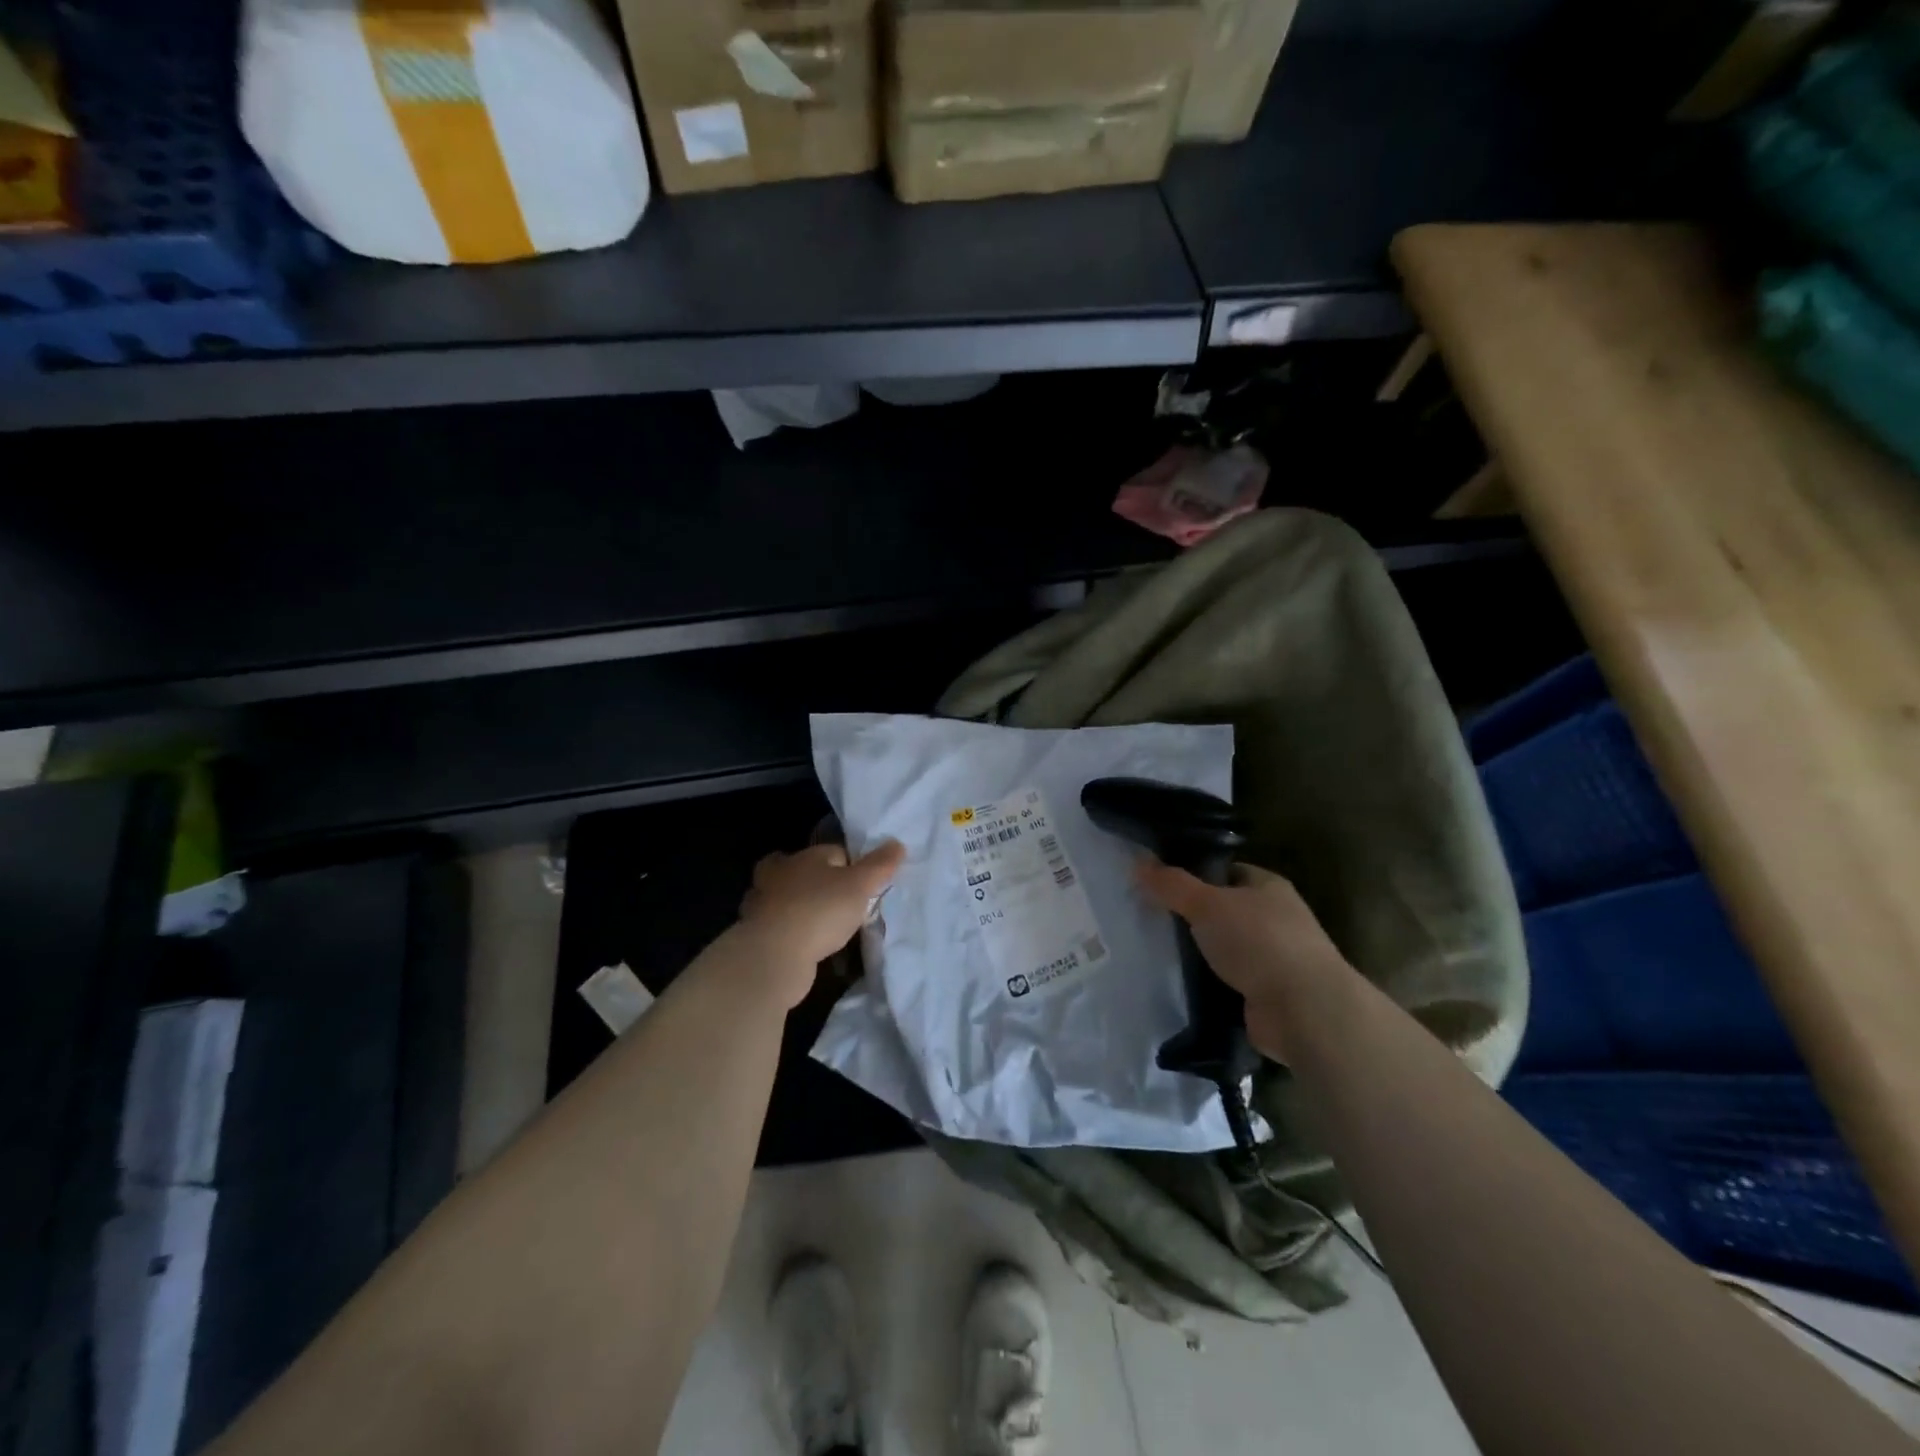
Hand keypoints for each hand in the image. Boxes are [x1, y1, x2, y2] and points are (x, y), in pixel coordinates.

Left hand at [736, 841, 906, 1005]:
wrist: (774, 956)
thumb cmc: (820, 910)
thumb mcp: (859, 885)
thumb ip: (879, 865)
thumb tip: (897, 843)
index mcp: (803, 856)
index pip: (834, 852)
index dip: (852, 867)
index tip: (866, 887)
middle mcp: (778, 875)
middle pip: (803, 872)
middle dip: (819, 884)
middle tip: (841, 902)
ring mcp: (763, 906)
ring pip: (789, 901)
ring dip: (803, 910)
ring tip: (827, 928)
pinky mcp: (757, 935)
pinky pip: (782, 928)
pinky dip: (794, 934)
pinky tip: (810, 947)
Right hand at [1134, 858, 1351, 1061]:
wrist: (1304, 1011)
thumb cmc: (1259, 942)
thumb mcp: (1207, 904)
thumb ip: (1172, 885)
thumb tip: (1137, 863)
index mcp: (1268, 886)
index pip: (1225, 871)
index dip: (1194, 874)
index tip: (1159, 884)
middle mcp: (1275, 918)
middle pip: (1223, 910)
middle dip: (1192, 916)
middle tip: (1150, 917)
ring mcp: (1273, 959)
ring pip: (1224, 947)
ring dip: (1198, 952)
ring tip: (1155, 950)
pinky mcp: (1266, 994)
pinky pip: (1227, 980)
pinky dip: (1207, 982)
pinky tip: (1177, 982)